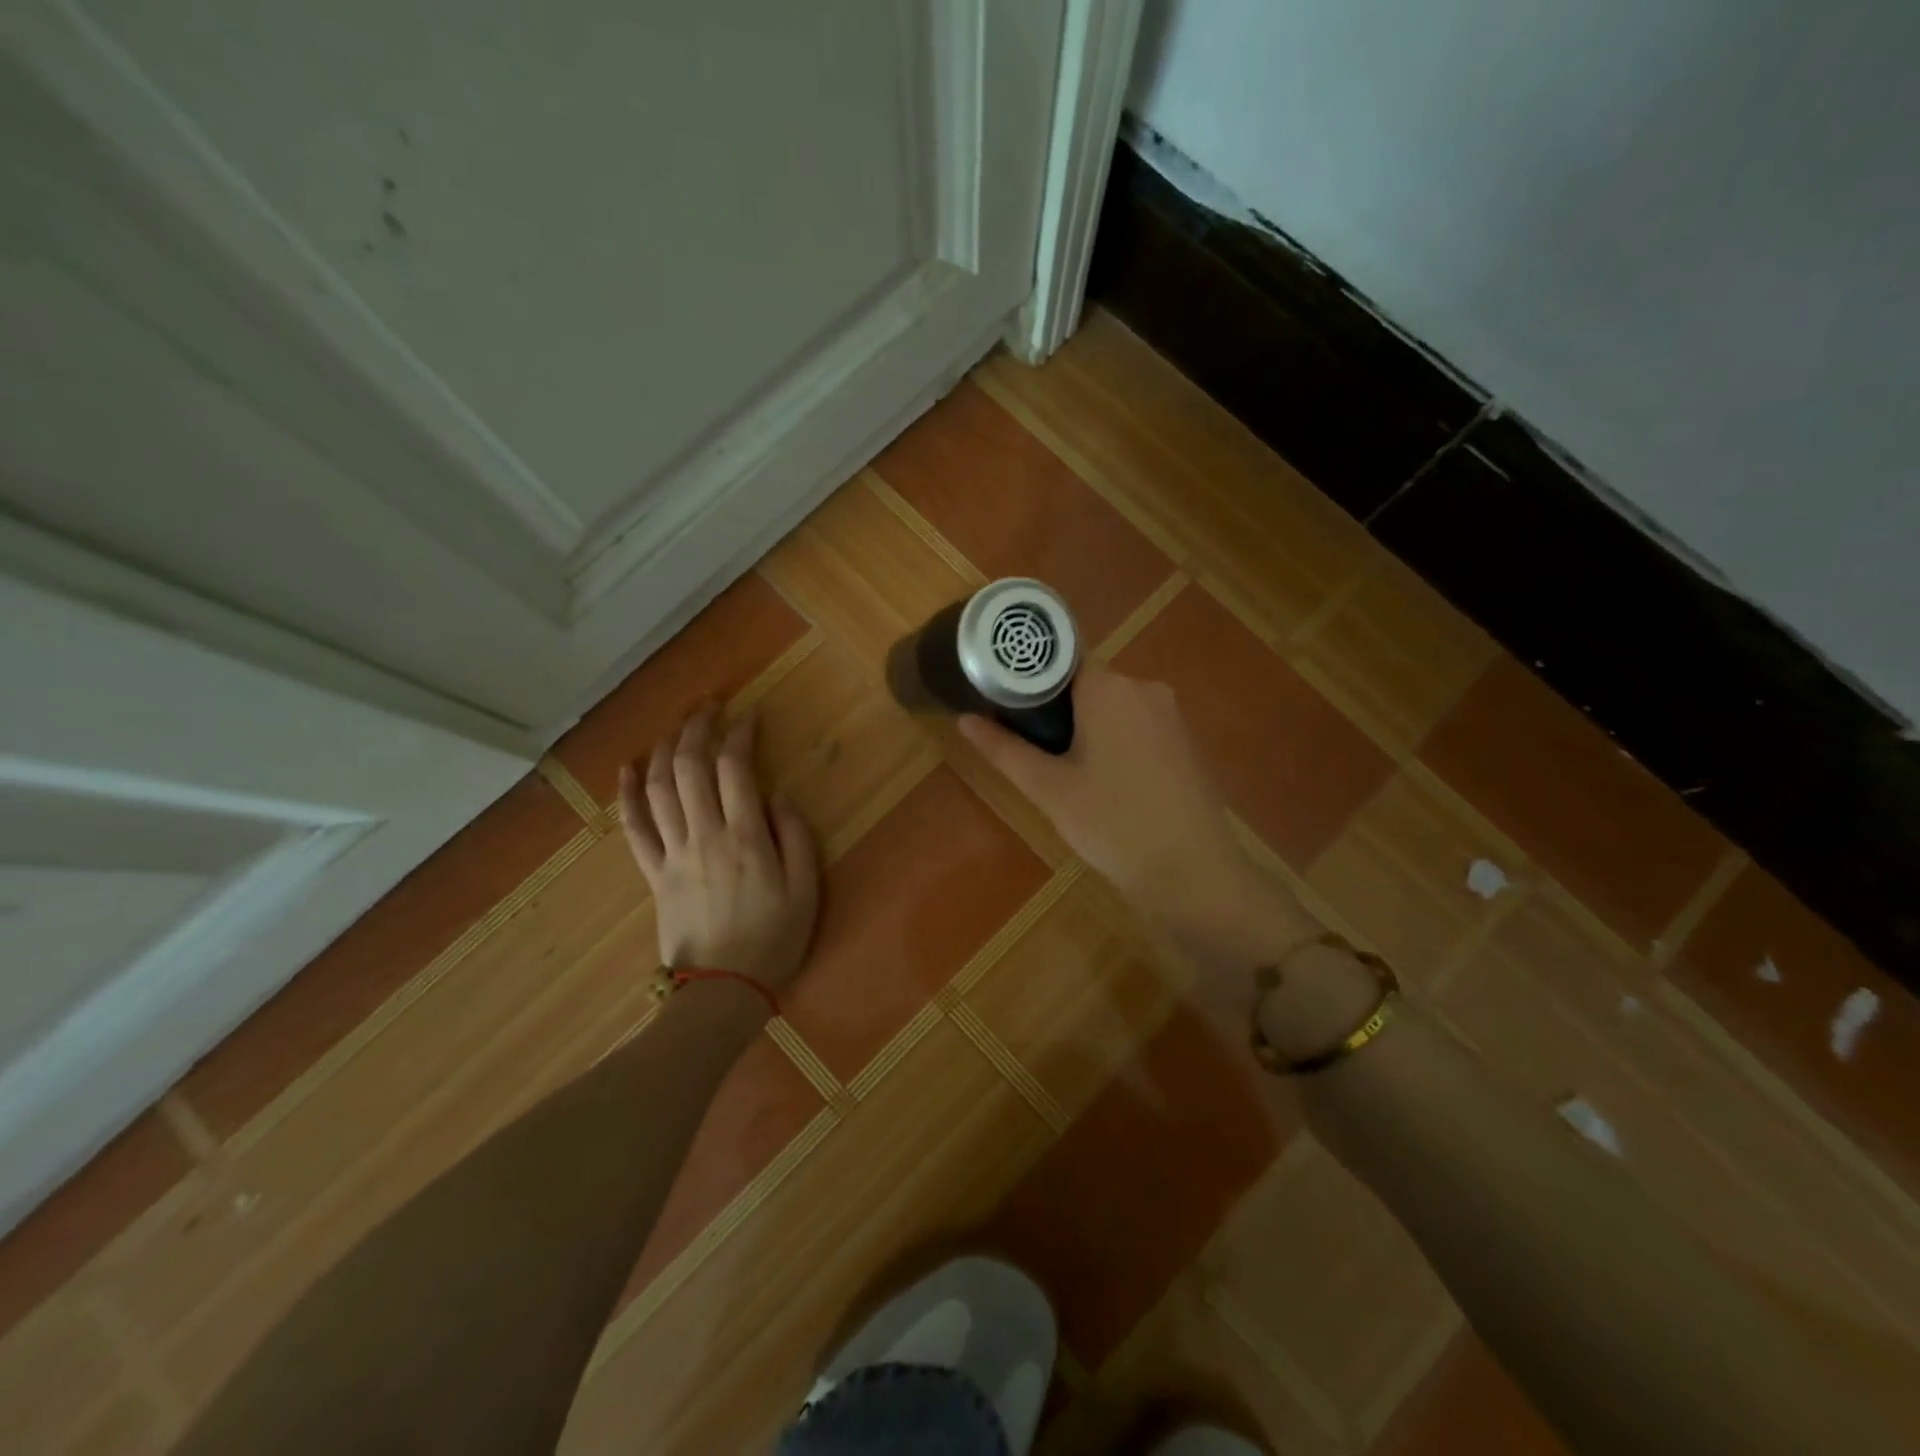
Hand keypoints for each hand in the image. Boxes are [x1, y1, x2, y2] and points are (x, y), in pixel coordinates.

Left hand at [617, 705, 819, 991]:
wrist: (722, 990)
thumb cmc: (774, 940)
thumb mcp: (806, 891)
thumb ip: (796, 838)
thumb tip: (777, 796)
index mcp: (745, 838)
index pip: (735, 769)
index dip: (740, 734)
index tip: (750, 715)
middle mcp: (704, 836)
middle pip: (691, 767)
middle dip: (698, 728)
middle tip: (709, 705)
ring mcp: (672, 854)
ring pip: (659, 788)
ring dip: (666, 749)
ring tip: (678, 725)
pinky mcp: (653, 873)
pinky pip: (633, 827)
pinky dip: (627, 793)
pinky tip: (628, 767)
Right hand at [959, 666, 1305, 964]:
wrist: (1192, 873)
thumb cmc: (1112, 824)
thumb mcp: (1049, 789)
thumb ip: (1004, 749)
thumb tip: (964, 718)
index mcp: (1108, 687)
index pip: (1059, 659)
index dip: (1029, 678)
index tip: (1005, 703)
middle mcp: (1144, 687)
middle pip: (1086, 683)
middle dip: (1056, 708)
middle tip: (1029, 747)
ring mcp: (1171, 714)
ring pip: (1113, 706)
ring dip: (1086, 727)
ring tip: (1062, 769)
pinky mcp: (1185, 741)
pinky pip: (1138, 725)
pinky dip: (1115, 741)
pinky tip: (1105, 781)